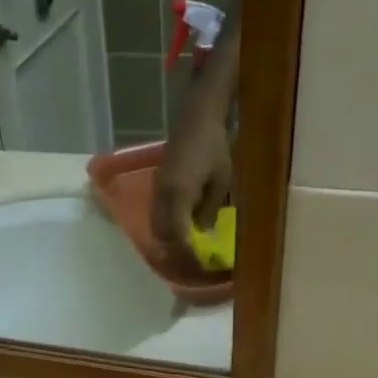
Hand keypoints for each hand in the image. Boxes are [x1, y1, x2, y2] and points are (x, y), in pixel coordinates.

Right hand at [149, 107, 232, 262]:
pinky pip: (157, 214)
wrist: (196, 116)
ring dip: (169, 239)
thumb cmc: (214, 145)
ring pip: (156, 225)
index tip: (199, 261)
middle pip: (161, 234)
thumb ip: (210, 208)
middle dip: (175, 250)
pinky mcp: (157, 185)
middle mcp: (163, 194)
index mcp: (179, 193)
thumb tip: (203, 233)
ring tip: (188, 245)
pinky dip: (167, 226)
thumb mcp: (222, 179)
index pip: (178, 233)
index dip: (186, 251)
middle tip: (193, 258)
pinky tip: (182, 227)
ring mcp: (157, 190)